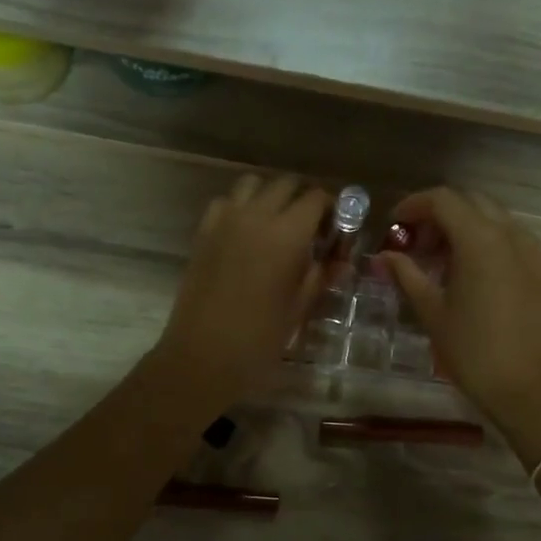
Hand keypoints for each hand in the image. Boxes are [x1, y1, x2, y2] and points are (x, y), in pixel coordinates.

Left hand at [153, 174, 330, 407]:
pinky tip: (246, 232)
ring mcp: (225, 221)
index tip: (335, 227)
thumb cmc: (259, 339)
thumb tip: (339, 261)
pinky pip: (225, 202)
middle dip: (302, 198)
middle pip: (285, 184)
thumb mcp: (299, 308)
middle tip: (310, 226)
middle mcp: (256, 216)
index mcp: (287, 234)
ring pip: (252, 184)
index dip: (330, 208)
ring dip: (270, 196)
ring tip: (277, 223)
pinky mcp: (203, 232)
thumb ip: (320, 276)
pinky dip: (240, 206)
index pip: (316, 199)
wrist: (202, 356)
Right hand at [376, 188, 540, 459]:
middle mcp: (510, 234)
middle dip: (438, 214)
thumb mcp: (433, 313)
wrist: (534, 391)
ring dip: (463, 227)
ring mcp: (532, 251)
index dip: (413, 205)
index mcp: (480, 240)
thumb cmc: (476, 353)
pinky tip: (468, 274)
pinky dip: (485, 241)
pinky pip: (510, 238)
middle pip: (469, 202)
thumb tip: (385, 257)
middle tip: (414, 243)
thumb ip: (407, 276)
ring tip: (439, 261)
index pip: (443, 199)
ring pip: (493, 218)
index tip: (393, 225)